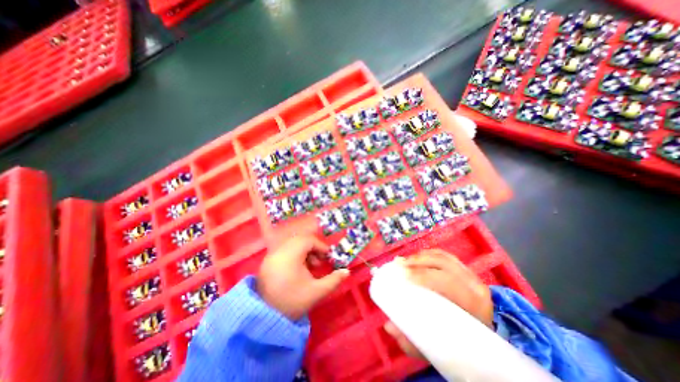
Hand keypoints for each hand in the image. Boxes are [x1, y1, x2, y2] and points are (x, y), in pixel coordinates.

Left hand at [257, 234, 347, 320]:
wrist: (264, 320)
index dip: (320, 246)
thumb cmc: (292, 302)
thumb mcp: (316, 292)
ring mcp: (271, 256)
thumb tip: (347, 271)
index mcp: (290, 256)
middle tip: (319, 262)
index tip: (328, 257)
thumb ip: (333, 280)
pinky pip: (284, 250)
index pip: (308, 240)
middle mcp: (278, 251)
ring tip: (310, 266)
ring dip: (304, 251)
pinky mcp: (267, 262)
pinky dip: (294, 254)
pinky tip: (298, 269)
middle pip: (299, 240)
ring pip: (291, 244)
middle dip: (313, 248)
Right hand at [382, 249, 494, 359]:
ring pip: (442, 257)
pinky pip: (442, 255)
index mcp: (474, 305)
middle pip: (443, 263)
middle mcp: (474, 285)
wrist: (483, 342)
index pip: (448, 281)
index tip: (404, 276)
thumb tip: (389, 326)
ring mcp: (470, 274)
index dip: (424, 275)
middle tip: (399, 265)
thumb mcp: (438, 348)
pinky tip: (414, 258)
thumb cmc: (460, 344)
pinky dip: (426, 254)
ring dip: (420, 257)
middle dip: (418, 262)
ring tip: (403, 261)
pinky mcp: (463, 269)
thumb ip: (413, 342)